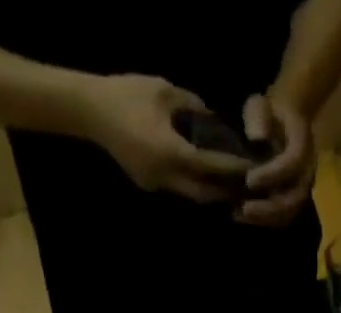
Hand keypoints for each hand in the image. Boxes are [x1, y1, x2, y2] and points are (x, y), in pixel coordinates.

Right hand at [79, 74, 250, 202]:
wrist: (90, 110)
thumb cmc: (126, 94)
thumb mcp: (164, 90)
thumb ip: (191, 105)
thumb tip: (212, 117)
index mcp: (170, 152)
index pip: (209, 166)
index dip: (231, 167)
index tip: (251, 166)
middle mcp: (165, 176)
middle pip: (203, 193)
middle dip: (224, 190)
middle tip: (244, 183)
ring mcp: (156, 184)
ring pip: (190, 195)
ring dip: (209, 190)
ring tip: (227, 182)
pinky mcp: (148, 184)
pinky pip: (176, 188)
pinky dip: (191, 183)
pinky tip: (201, 174)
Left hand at [238, 92, 315, 226]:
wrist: (283, 124)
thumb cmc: (269, 114)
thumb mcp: (260, 105)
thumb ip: (258, 116)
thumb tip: (255, 138)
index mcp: (303, 144)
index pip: (293, 163)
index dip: (273, 174)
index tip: (249, 179)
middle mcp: (307, 171)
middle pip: (295, 198)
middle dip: (269, 208)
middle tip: (244, 209)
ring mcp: (302, 189)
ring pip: (290, 213)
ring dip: (266, 219)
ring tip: (241, 215)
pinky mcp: (294, 202)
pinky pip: (283, 219)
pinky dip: (264, 221)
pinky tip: (243, 216)